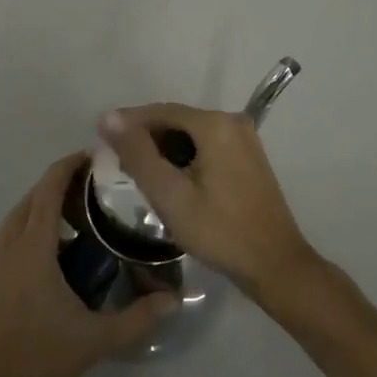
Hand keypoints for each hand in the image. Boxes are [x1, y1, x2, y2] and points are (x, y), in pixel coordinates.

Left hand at [0, 152, 178, 376]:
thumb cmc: (34, 360)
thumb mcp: (93, 341)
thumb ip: (136, 318)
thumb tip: (173, 300)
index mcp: (31, 247)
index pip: (49, 188)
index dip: (69, 165)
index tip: (95, 156)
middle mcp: (7, 245)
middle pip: (32, 197)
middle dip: (60, 185)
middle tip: (95, 190)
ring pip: (18, 218)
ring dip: (43, 208)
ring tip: (78, 220)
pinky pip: (9, 238)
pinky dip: (30, 230)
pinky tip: (52, 256)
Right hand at [98, 104, 317, 298]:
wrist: (274, 265)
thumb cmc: (218, 230)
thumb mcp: (169, 194)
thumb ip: (137, 153)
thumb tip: (109, 117)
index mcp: (215, 124)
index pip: (160, 111)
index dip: (128, 124)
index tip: (102, 140)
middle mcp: (232, 121)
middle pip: (177, 121)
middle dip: (147, 139)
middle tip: (120, 166)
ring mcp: (245, 139)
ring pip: (191, 135)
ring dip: (165, 150)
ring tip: (141, 177)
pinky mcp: (249, 158)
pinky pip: (207, 147)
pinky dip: (186, 158)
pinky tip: (172, 183)